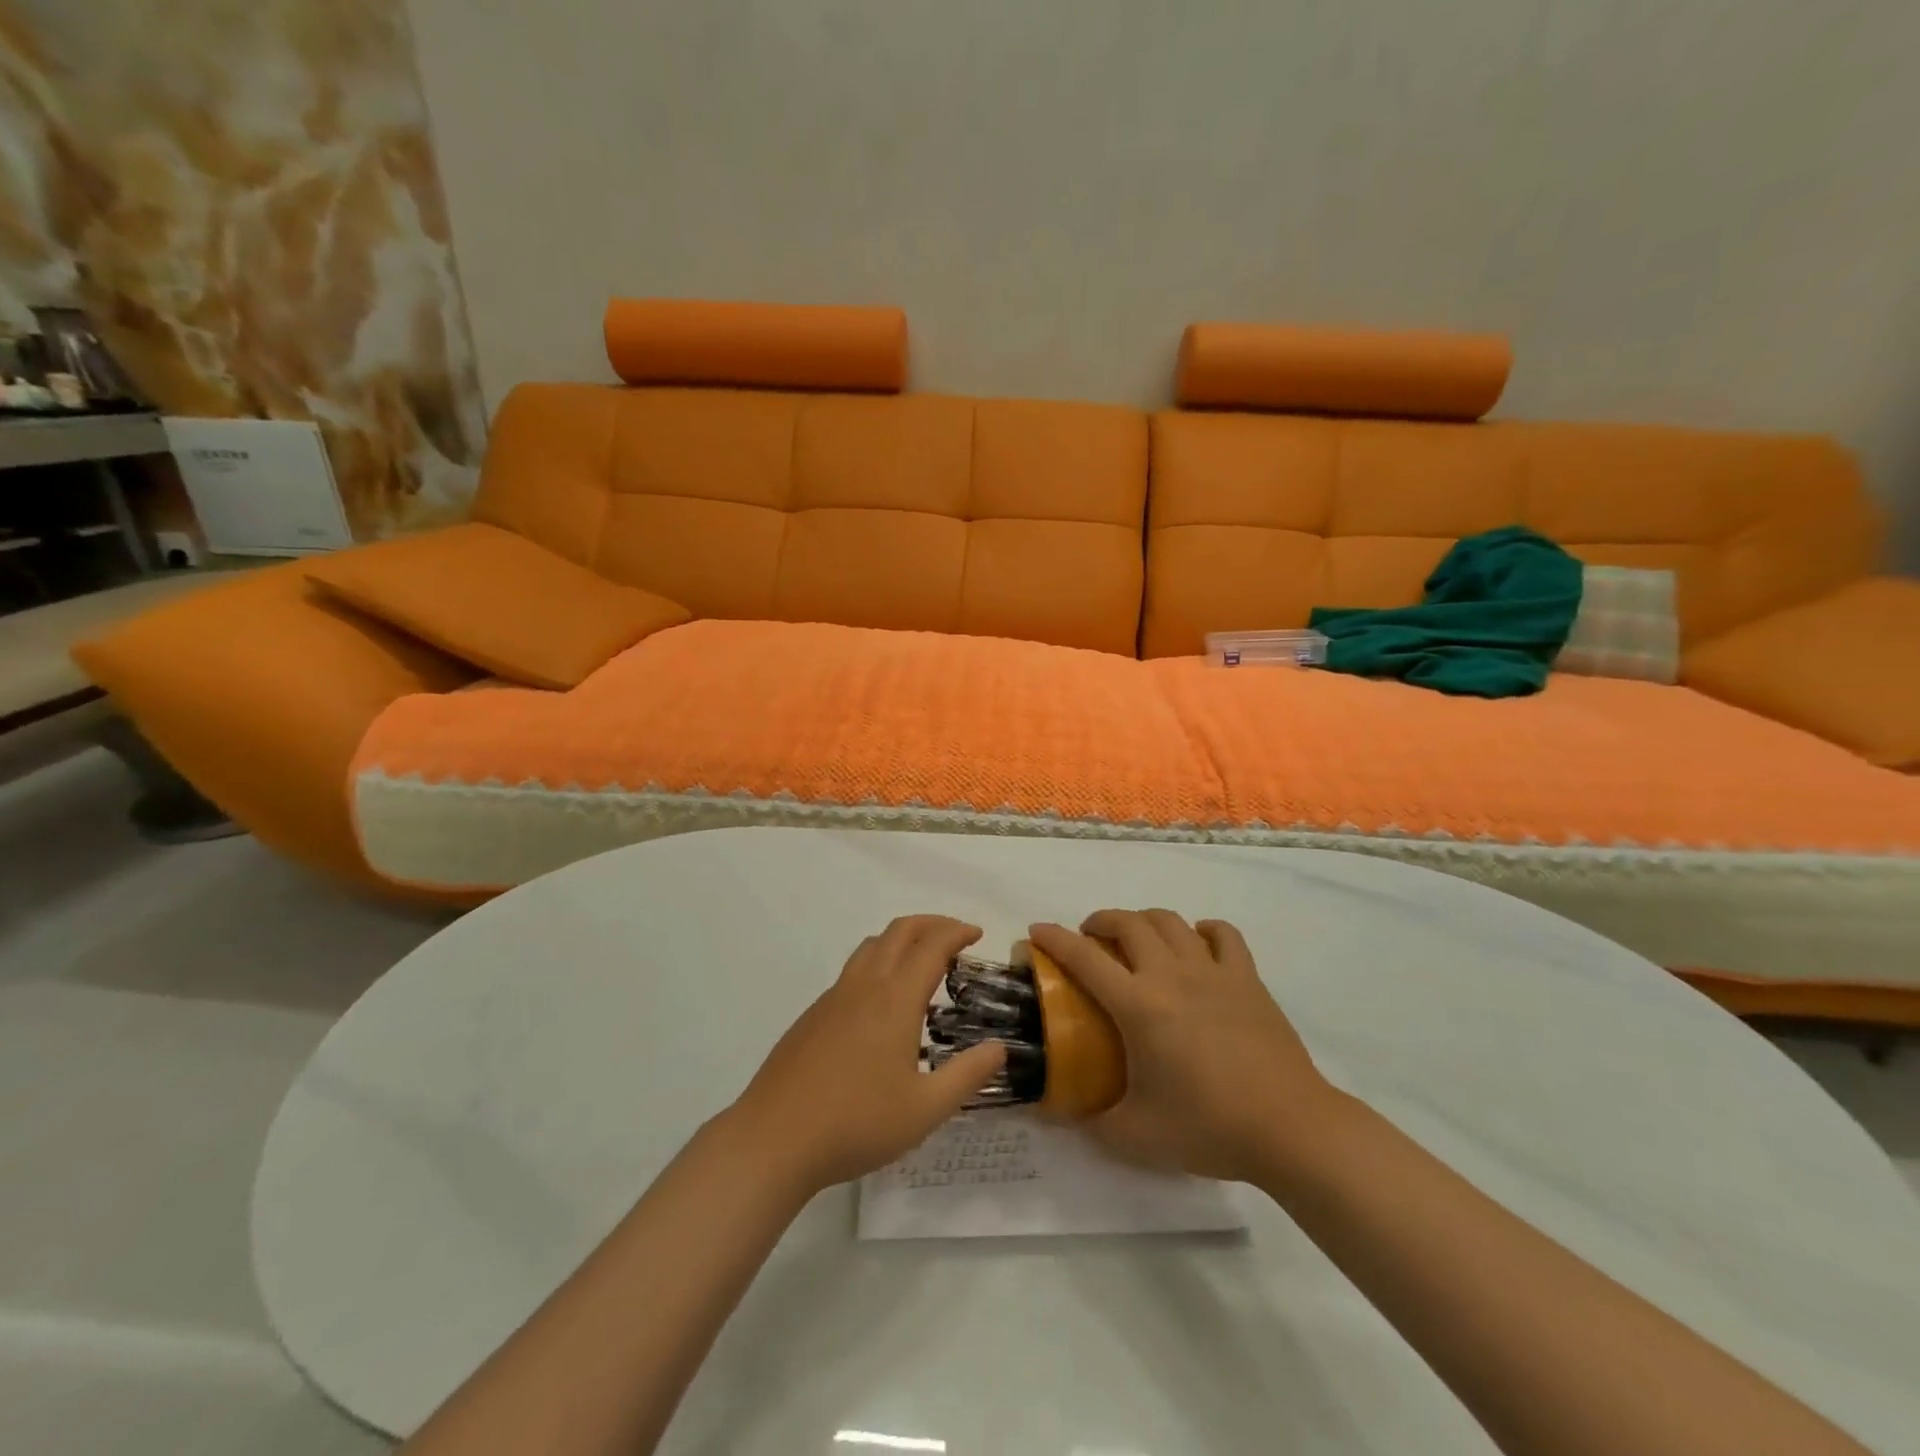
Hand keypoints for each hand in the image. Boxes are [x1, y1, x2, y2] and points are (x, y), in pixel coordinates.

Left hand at [726, 916, 1006, 1193]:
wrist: (774, 1140)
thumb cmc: (856, 1123)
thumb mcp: (925, 1109)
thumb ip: (967, 1075)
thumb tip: (1000, 1047)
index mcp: (895, 999)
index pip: (932, 945)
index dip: (957, 932)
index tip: (977, 934)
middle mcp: (864, 985)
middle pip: (899, 931)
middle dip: (931, 924)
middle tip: (955, 936)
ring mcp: (833, 997)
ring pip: (871, 946)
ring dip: (901, 939)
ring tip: (921, 961)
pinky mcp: (812, 1015)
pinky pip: (852, 971)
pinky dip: (878, 963)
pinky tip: (882, 1004)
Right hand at [1029, 910, 1337, 1183]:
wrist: (1290, 1129)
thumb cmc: (1208, 1127)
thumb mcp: (1135, 1135)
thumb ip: (1091, 1121)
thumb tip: (1059, 1113)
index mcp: (1139, 1005)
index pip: (1084, 958)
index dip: (1054, 939)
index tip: (1036, 931)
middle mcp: (1171, 975)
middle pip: (1128, 923)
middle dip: (1099, 921)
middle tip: (1090, 940)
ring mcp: (1213, 971)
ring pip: (1170, 920)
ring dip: (1143, 920)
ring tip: (1136, 940)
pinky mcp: (1247, 978)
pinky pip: (1222, 934)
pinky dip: (1202, 931)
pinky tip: (1196, 946)